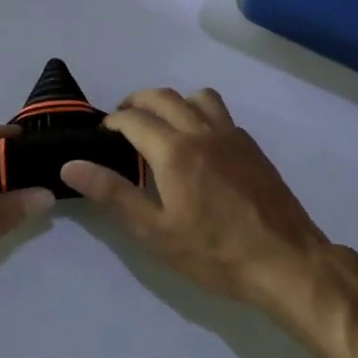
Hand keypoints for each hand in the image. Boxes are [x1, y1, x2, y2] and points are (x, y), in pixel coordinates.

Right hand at [60, 88, 332, 311]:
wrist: (285, 260)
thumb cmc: (215, 253)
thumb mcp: (156, 232)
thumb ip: (113, 194)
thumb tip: (71, 166)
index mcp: (175, 150)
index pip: (134, 119)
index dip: (112, 122)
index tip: (101, 134)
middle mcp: (203, 131)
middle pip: (163, 97)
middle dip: (137, 102)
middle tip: (122, 122)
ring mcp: (232, 136)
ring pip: (198, 97)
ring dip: (173, 101)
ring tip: (162, 125)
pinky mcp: (252, 147)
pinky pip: (221, 115)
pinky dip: (201, 115)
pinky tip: (199, 145)